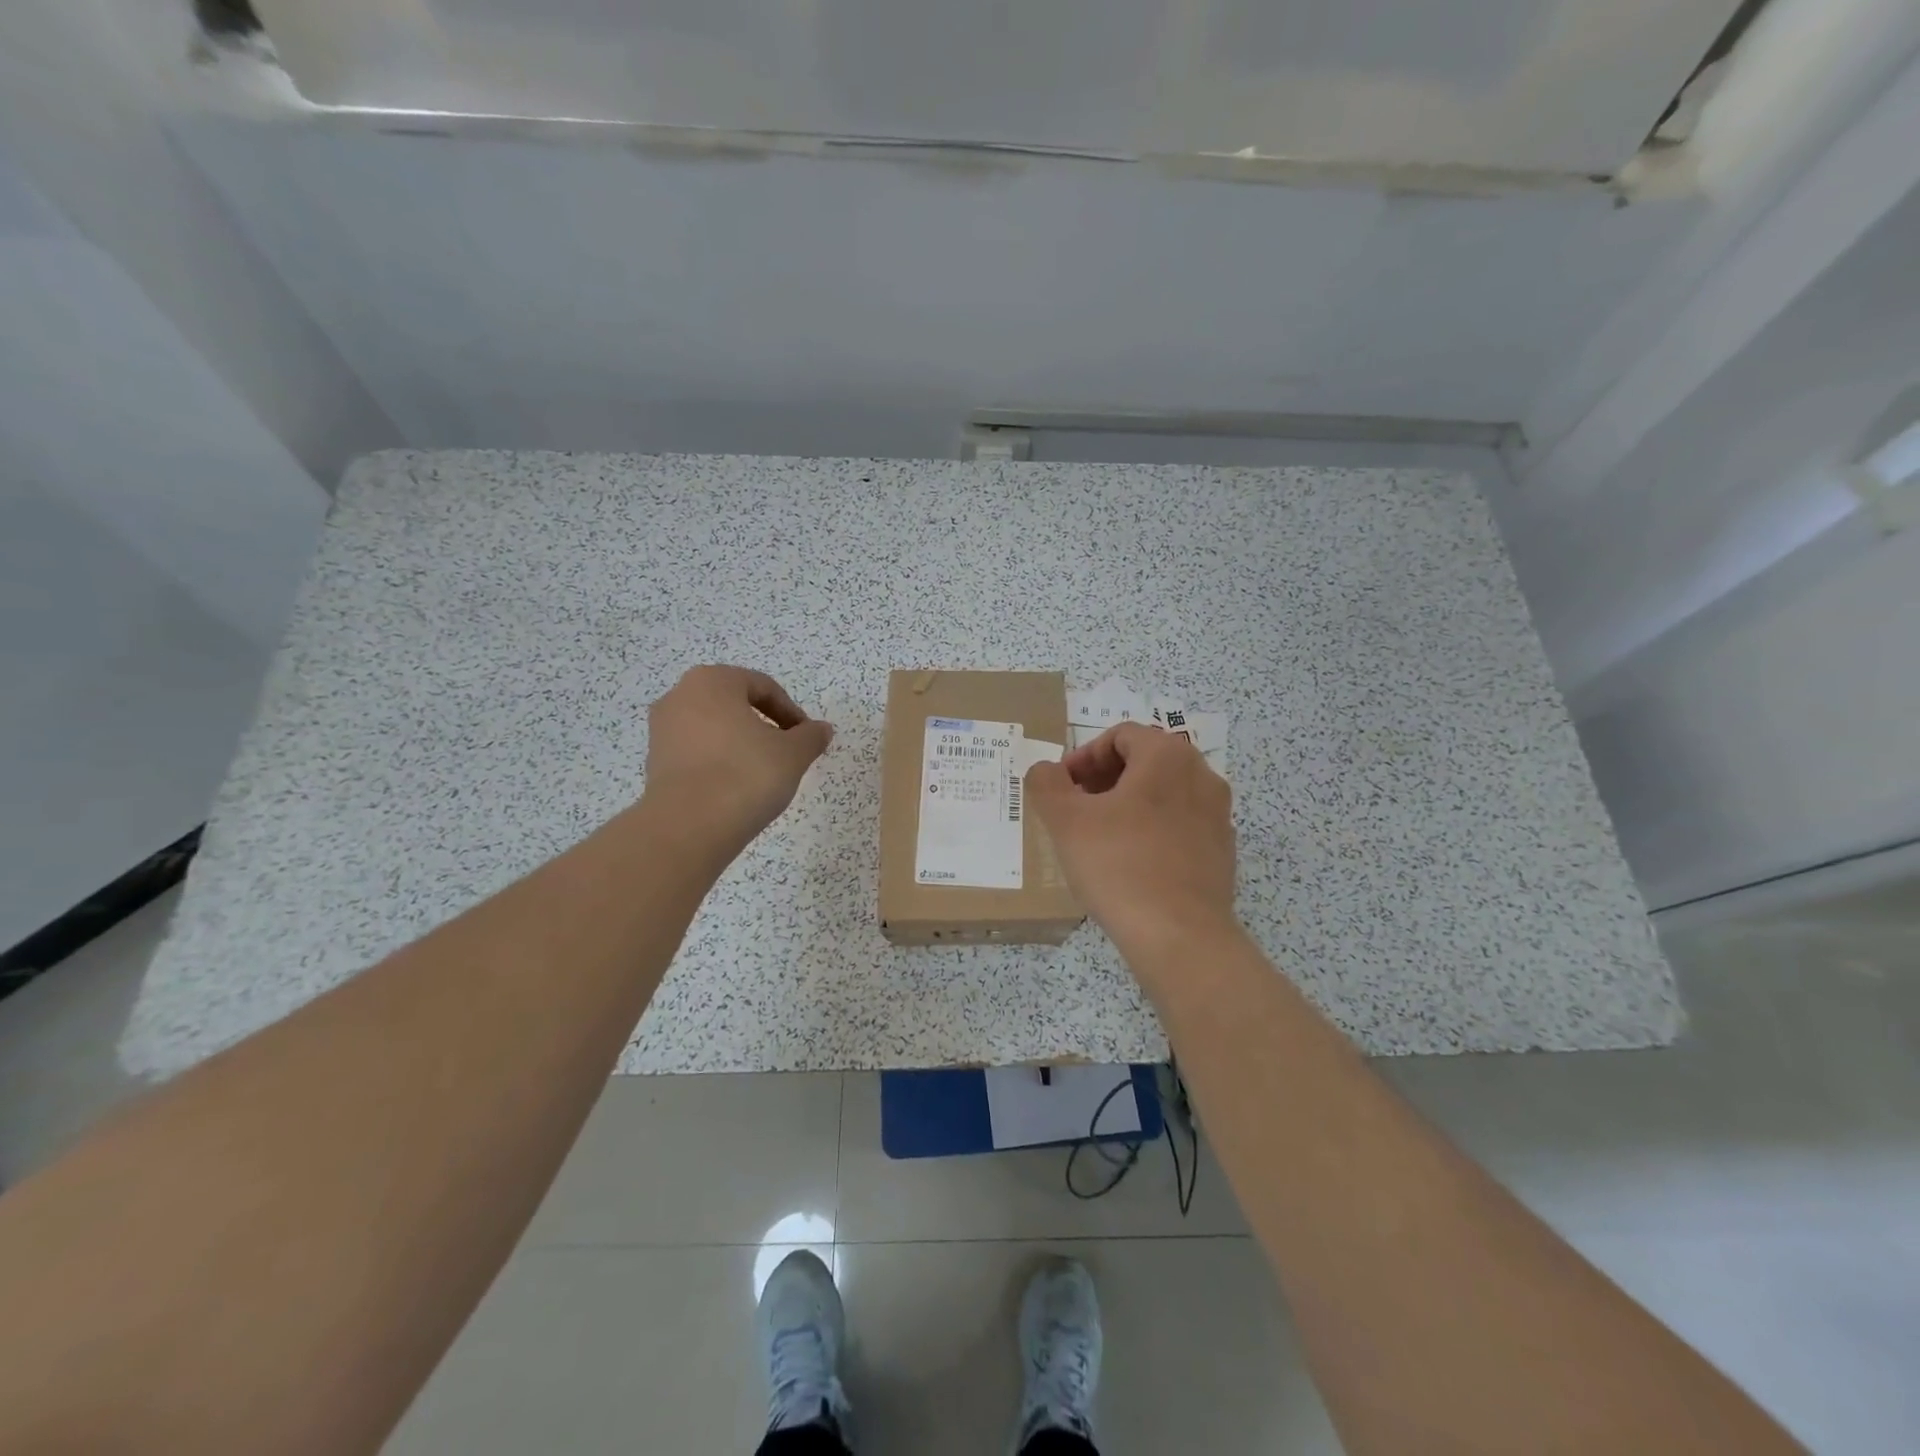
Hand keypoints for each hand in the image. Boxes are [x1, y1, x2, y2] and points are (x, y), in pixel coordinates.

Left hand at [641, 666, 833, 860]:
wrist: (689, 827)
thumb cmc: (745, 774)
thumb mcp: (793, 754)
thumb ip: (810, 736)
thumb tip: (821, 730)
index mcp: (712, 681)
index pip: (762, 687)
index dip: (791, 712)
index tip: (806, 738)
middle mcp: (680, 696)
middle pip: (734, 705)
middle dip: (763, 726)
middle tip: (787, 753)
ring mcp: (662, 730)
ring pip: (714, 729)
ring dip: (740, 744)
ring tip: (762, 774)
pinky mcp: (654, 763)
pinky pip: (697, 753)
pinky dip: (719, 763)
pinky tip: (736, 788)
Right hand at [1028, 722, 1236, 965]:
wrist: (1180, 936)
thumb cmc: (1119, 865)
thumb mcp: (1066, 821)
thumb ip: (1047, 784)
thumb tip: (1046, 771)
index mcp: (1168, 756)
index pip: (1121, 735)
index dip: (1084, 755)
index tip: (1062, 786)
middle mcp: (1202, 775)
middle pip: (1145, 760)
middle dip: (1105, 778)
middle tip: (1076, 806)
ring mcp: (1218, 815)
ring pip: (1164, 793)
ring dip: (1128, 803)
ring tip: (1099, 835)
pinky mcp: (1221, 852)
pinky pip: (1180, 825)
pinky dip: (1152, 830)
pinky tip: (1130, 863)